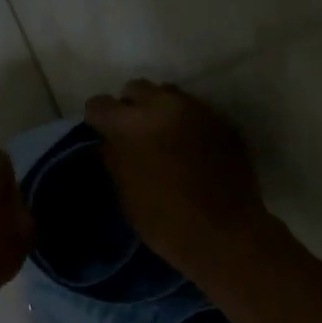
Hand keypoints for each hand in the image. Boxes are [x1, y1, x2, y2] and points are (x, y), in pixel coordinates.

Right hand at [84, 81, 270, 276]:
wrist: (224, 234)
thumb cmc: (164, 222)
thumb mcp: (125, 193)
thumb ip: (113, 159)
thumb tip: (108, 142)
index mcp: (131, 125)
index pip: (99, 104)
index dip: (97, 120)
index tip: (101, 134)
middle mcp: (164, 107)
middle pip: (136, 88)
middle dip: (129, 106)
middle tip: (133, 133)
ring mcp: (198, 111)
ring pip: (169, 94)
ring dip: (160, 110)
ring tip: (163, 137)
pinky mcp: (223, 122)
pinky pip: (196, 111)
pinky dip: (187, 123)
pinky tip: (190, 150)